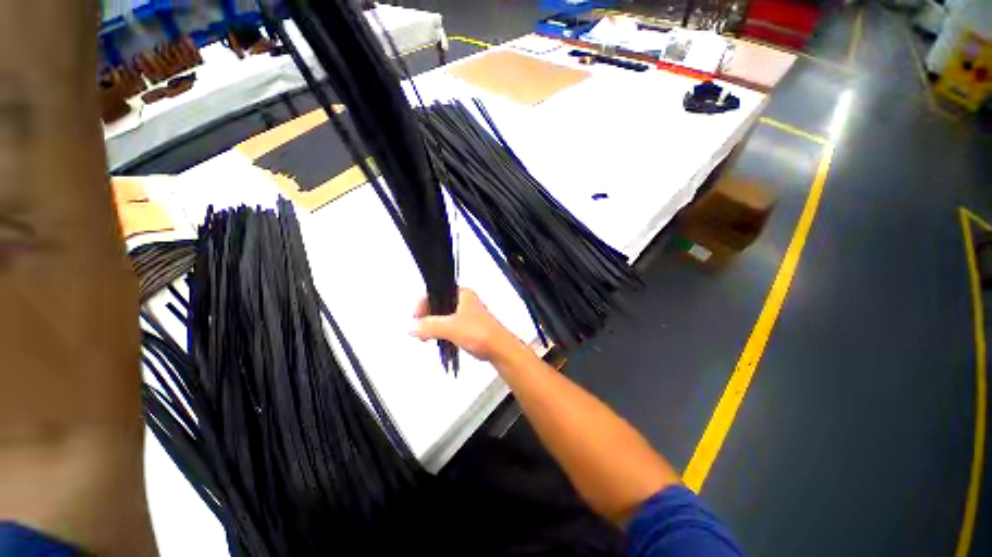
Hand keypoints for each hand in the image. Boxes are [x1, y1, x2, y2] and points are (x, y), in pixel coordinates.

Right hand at [412, 288, 524, 363]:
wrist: (498, 349)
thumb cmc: (480, 333)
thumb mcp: (450, 327)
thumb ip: (429, 326)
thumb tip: (412, 327)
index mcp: (462, 294)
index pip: (436, 292)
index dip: (423, 303)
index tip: (415, 317)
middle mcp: (464, 301)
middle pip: (438, 303)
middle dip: (426, 315)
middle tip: (418, 328)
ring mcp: (467, 313)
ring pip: (443, 315)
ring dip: (433, 325)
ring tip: (424, 336)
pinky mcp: (468, 326)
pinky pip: (449, 325)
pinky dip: (440, 331)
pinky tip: (435, 339)